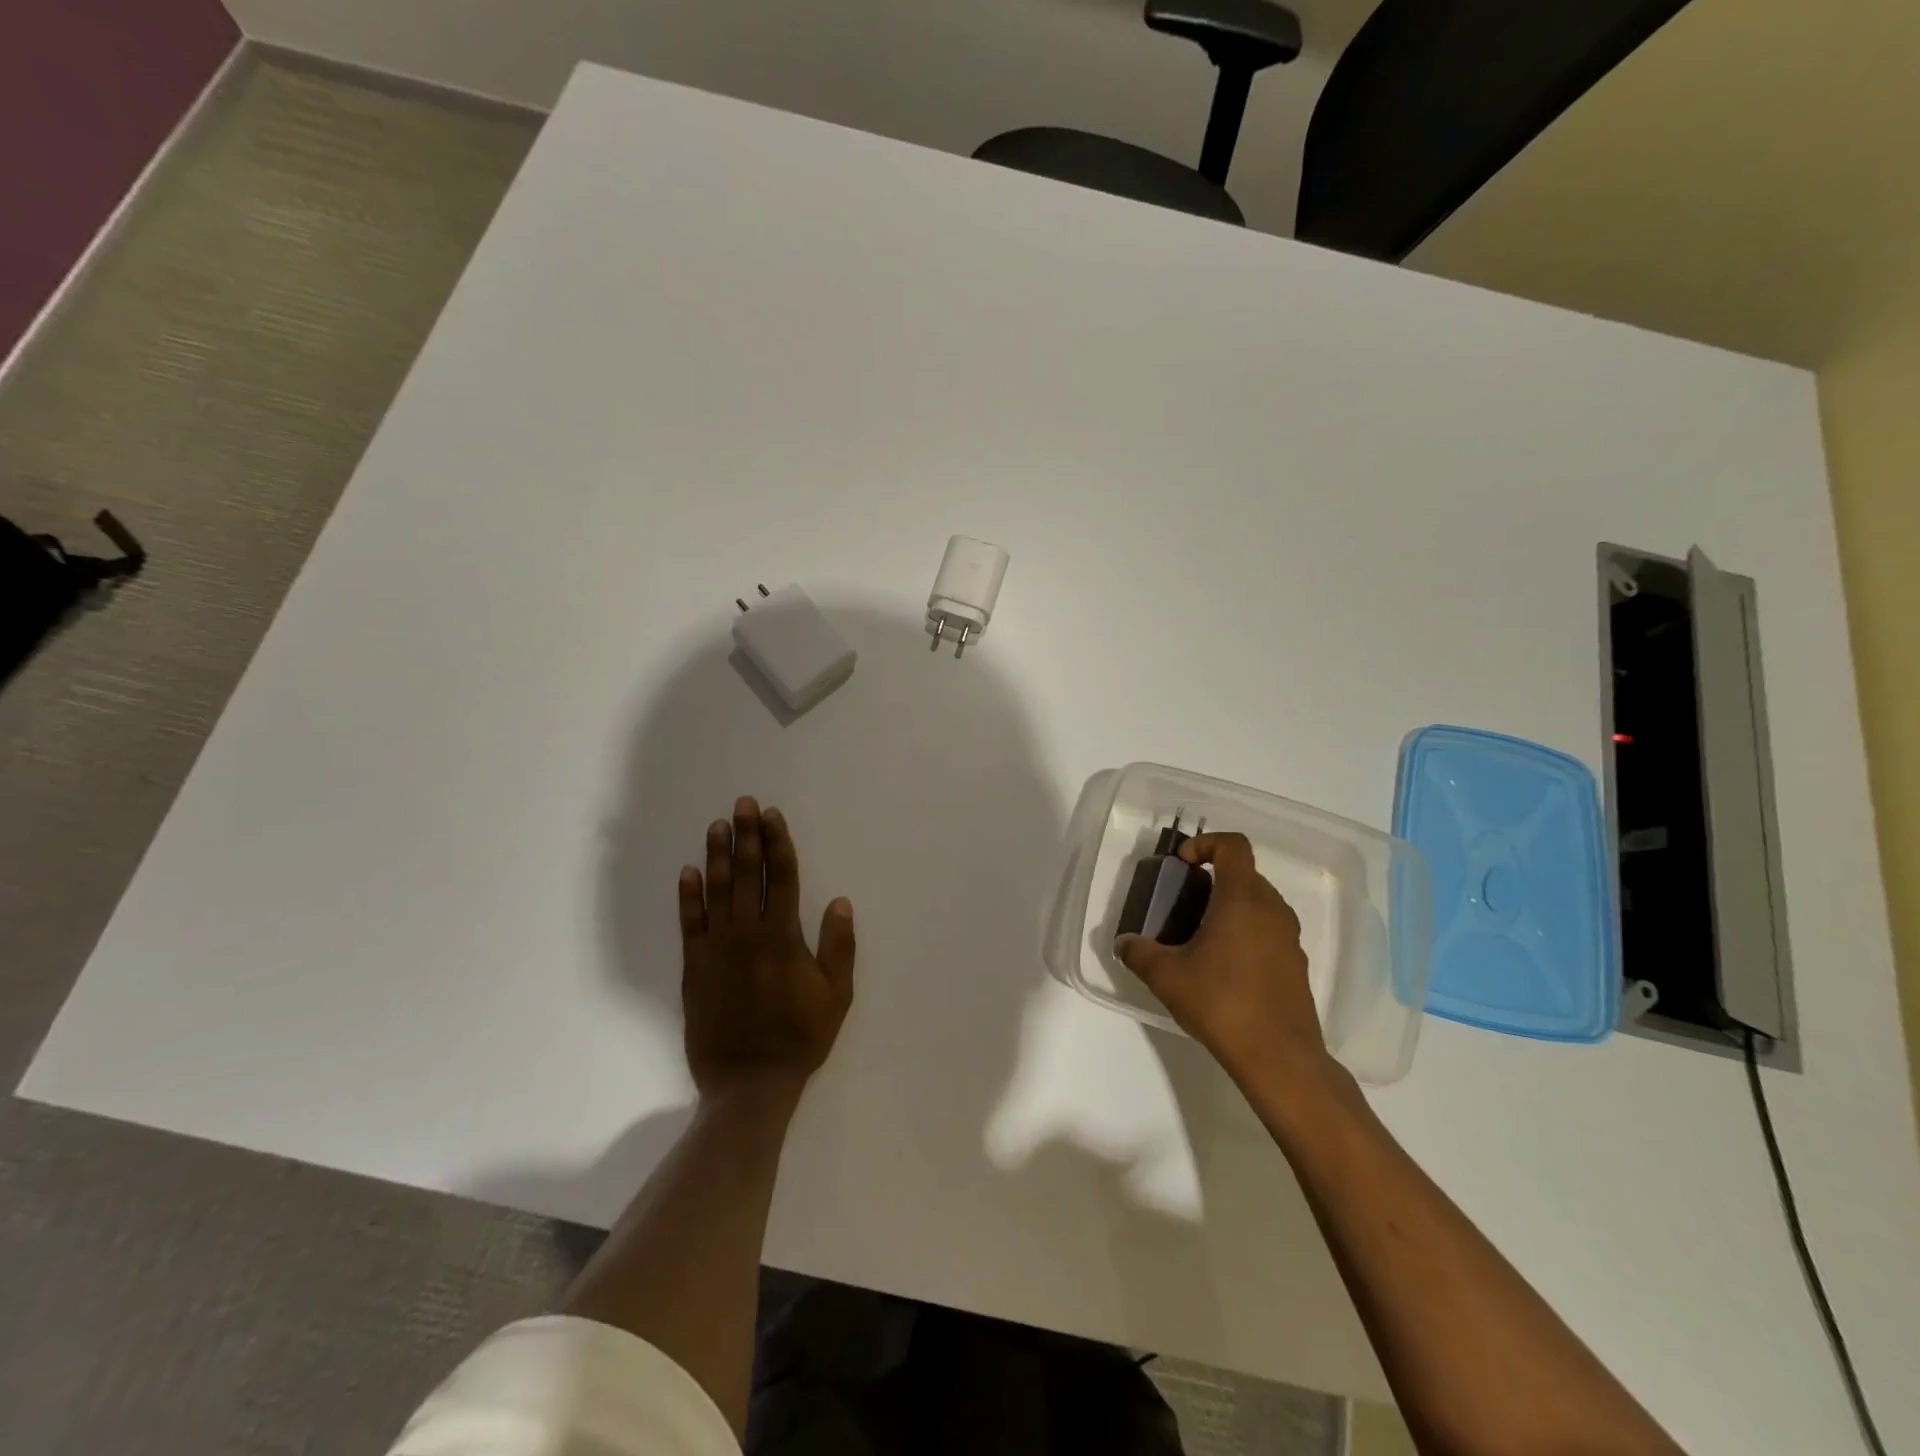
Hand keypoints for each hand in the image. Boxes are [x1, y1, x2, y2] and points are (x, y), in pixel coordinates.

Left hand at [678, 797, 854, 1102]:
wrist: (748, 1082)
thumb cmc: (800, 1037)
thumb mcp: (836, 995)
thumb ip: (839, 946)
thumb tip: (840, 901)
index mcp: (783, 937)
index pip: (780, 877)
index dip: (777, 843)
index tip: (771, 815)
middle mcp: (748, 934)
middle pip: (747, 874)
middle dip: (747, 836)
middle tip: (743, 803)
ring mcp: (717, 949)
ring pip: (717, 891)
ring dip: (718, 855)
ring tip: (717, 825)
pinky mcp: (694, 967)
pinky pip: (689, 924)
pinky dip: (688, 896)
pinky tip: (689, 871)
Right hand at [1114, 832, 1344, 1098]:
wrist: (1279, 1056)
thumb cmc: (1221, 1002)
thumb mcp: (1165, 976)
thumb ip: (1139, 952)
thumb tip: (1125, 944)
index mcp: (1242, 898)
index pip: (1233, 845)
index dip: (1205, 843)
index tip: (1182, 864)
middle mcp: (1272, 909)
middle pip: (1244, 873)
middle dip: (1212, 879)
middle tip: (1182, 902)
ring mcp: (1289, 937)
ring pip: (1257, 903)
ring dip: (1229, 907)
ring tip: (1199, 936)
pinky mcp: (1295, 964)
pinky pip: (1268, 930)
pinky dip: (1245, 932)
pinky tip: (1222, 967)